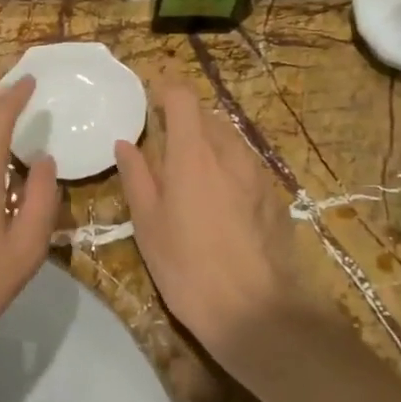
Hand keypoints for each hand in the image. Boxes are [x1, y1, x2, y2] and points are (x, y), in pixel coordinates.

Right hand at [115, 85, 313, 371]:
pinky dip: (228, 167)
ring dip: (207, 144)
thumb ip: (137, 176)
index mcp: (193, 152)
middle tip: (163, 147)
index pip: (182, 96)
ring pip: (229, 139)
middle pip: (207, 115)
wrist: (256, 310)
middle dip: (184, 120)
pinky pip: (246, 164)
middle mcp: (229, 151)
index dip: (164, 91)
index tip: (149, 103)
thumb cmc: (188, 267)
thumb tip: (126, 143)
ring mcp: (257, 173)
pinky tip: (219, 203)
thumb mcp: (148, 224)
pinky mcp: (274, 195)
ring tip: (190, 177)